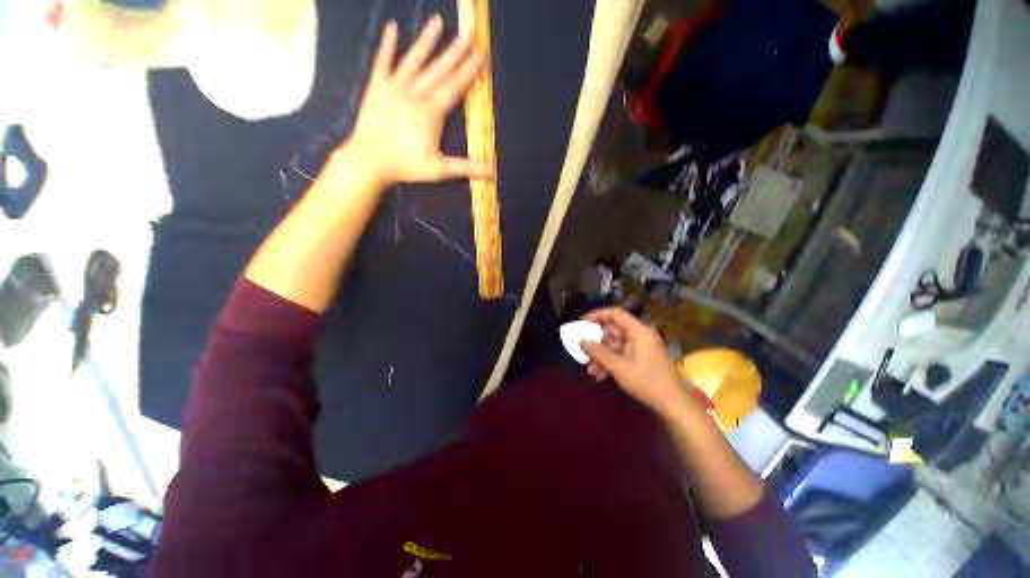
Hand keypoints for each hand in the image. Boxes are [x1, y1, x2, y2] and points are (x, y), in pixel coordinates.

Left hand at [340, 16, 490, 186]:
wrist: (369, 160)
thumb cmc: (406, 165)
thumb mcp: (439, 169)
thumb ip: (465, 167)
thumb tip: (490, 171)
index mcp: (431, 112)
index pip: (454, 87)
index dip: (467, 71)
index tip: (479, 55)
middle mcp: (415, 94)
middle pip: (438, 70)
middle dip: (455, 52)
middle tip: (468, 34)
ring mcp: (394, 87)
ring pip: (414, 60)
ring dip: (426, 40)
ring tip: (437, 21)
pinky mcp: (376, 87)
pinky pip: (382, 62)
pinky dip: (387, 45)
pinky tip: (392, 27)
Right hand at [580, 308, 689, 415]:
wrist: (674, 404)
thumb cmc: (647, 381)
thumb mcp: (619, 367)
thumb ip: (598, 352)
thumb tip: (581, 341)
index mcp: (638, 331)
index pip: (615, 314)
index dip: (597, 315)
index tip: (582, 323)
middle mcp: (640, 336)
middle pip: (613, 331)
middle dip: (597, 342)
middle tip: (583, 350)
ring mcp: (641, 348)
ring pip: (615, 345)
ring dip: (602, 356)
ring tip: (590, 370)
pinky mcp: (641, 359)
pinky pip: (621, 355)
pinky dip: (610, 363)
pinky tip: (600, 376)